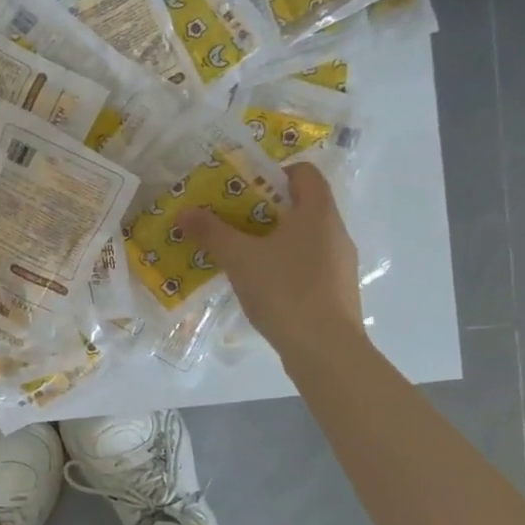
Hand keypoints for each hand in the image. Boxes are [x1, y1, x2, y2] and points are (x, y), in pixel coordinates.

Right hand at [177, 162, 364, 361]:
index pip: (305, 173)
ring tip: (239, 253)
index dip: (274, 173)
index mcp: (318, 213)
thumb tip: (184, 212)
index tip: (244, 188)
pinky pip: (308, 263)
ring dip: (272, 238)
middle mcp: (335, 232)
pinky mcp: (337, 290)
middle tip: (230, 219)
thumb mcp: (240, 258)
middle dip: (264, 208)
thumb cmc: (285, 291)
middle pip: (301, 205)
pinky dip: (284, 264)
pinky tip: (260, 283)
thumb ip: (212, 232)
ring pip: (303, 237)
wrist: (326, 351)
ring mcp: (340, 263)